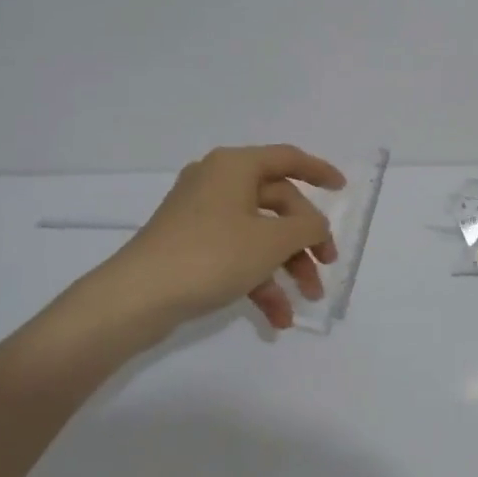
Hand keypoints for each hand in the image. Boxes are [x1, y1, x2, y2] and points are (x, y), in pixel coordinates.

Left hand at [61, 145, 344, 345]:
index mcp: (235, 167)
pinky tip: (277, 318)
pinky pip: (236, 255)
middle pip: (277, 204)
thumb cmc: (211, 255)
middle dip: (305, 240)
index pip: (288, 158)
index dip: (319, 171)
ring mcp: (201, 216)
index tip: (342, 189)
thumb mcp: (272, 240)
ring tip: (306, 300)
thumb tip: (315, 227)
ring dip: (286, 267)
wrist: (135, 298)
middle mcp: (217, 183)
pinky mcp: (190, 246)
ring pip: (259, 234)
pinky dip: (258, 281)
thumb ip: (307, 227)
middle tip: (325, 266)